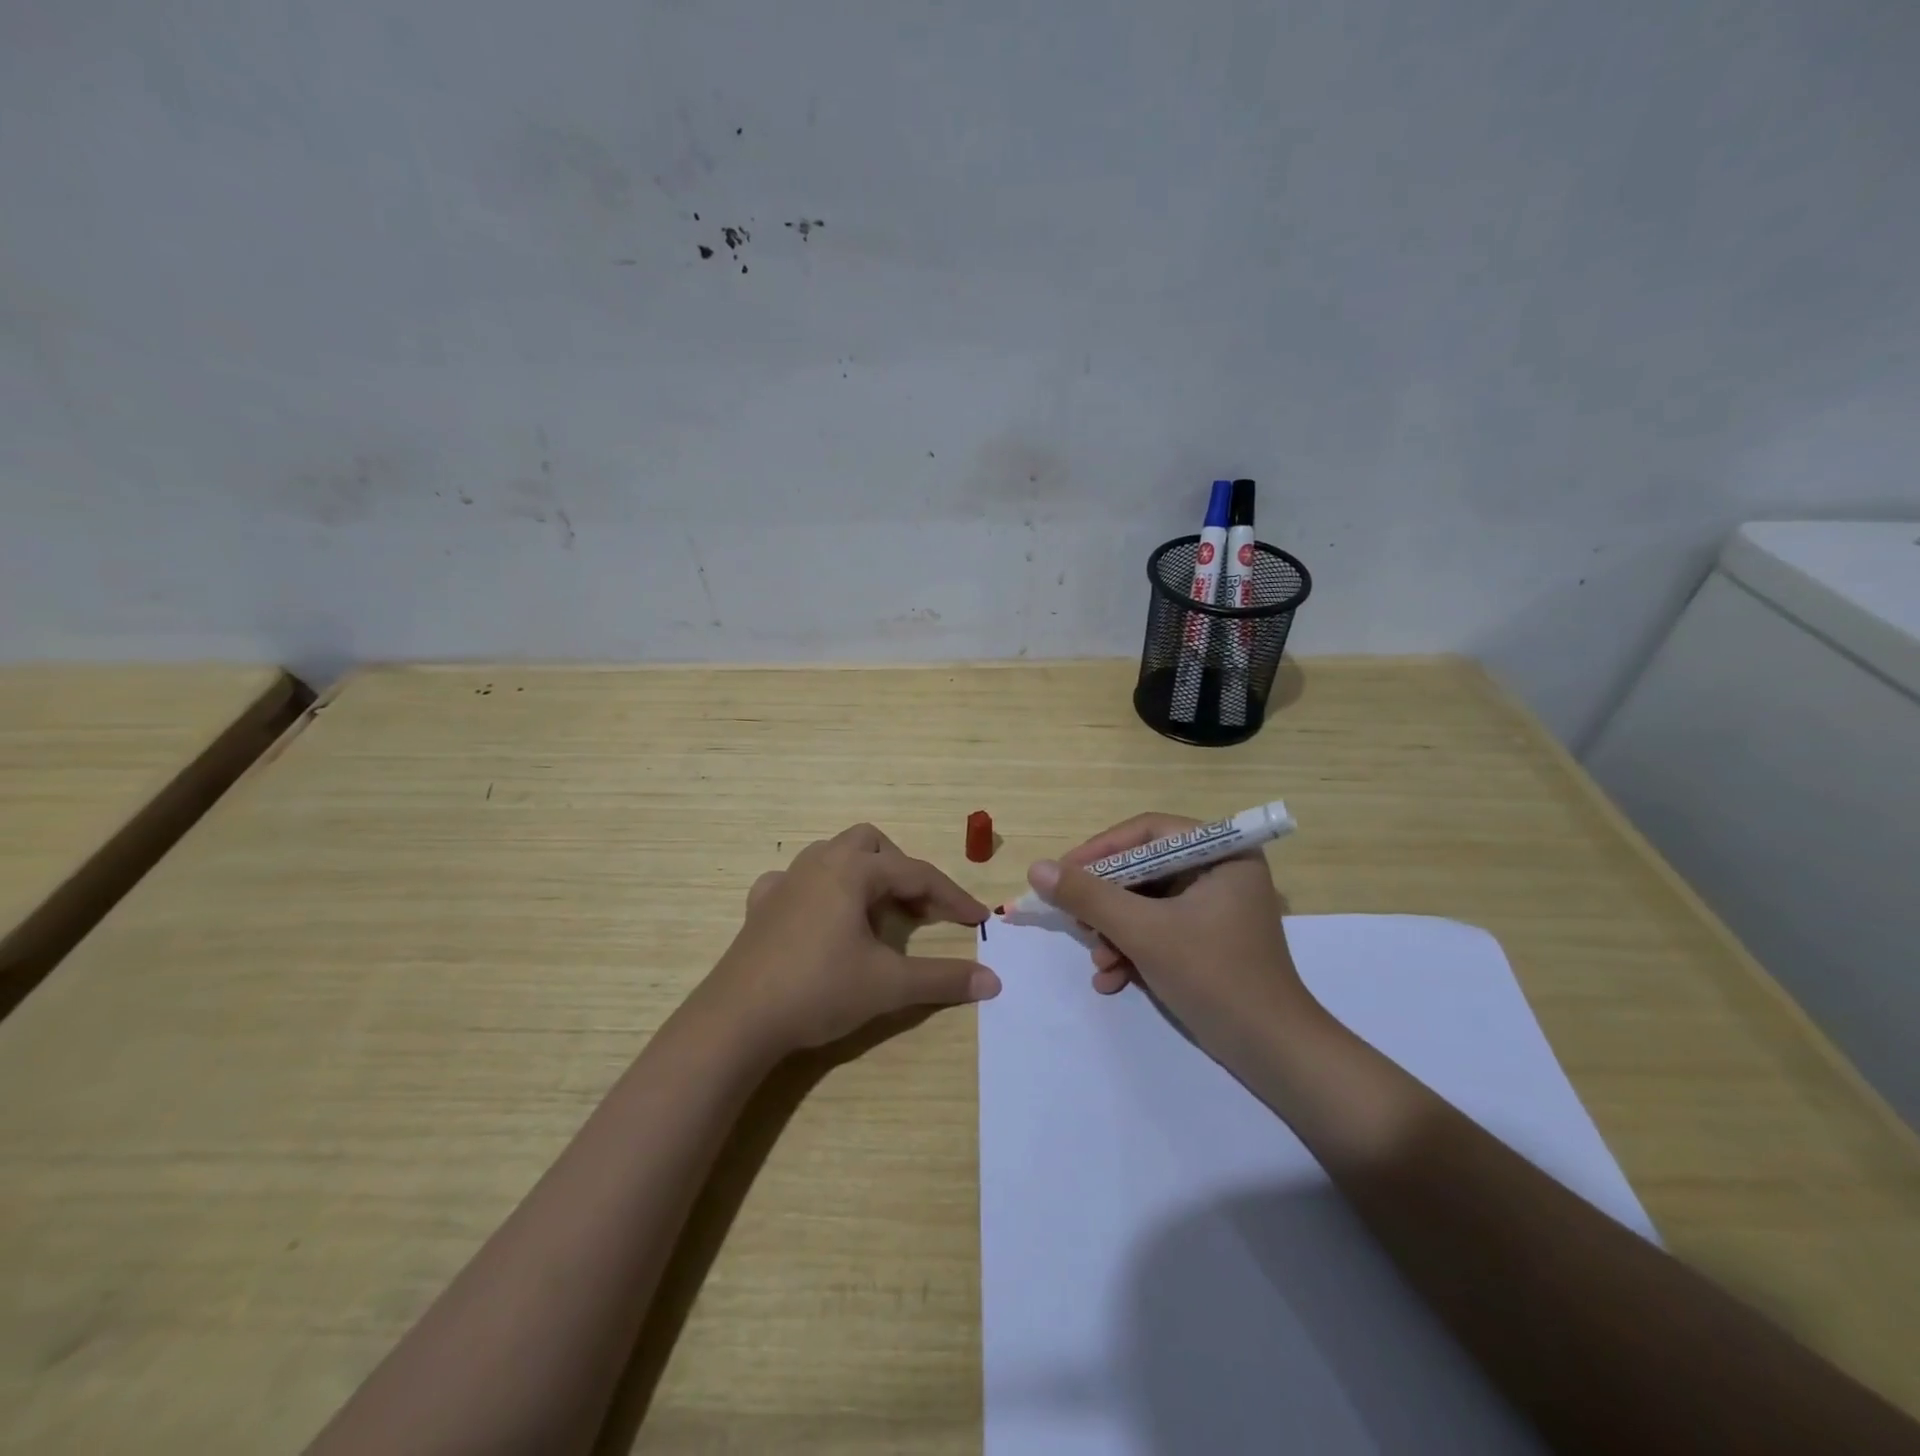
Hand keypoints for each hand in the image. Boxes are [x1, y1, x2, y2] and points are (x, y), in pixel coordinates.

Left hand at [700, 823, 996, 1056]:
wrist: (738, 1019)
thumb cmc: (819, 989)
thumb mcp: (888, 985)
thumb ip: (942, 978)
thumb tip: (993, 981)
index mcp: (853, 870)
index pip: (917, 874)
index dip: (953, 897)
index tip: (979, 920)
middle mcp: (819, 862)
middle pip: (871, 844)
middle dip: (901, 870)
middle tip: (918, 910)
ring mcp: (785, 881)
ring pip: (833, 855)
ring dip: (862, 875)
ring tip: (874, 914)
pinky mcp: (761, 905)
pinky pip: (796, 881)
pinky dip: (818, 891)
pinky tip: (820, 919)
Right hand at [1027, 813, 1321, 1058]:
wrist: (1272, 1053)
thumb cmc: (1214, 977)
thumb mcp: (1143, 932)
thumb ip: (1088, 896)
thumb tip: (1036, 868)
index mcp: (1222, 853)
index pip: (1147, 833)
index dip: (1100, 850)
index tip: (1062, 873)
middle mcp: (1220, 871)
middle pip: (1143, 870)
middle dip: (1106, 903)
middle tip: (1077, 923)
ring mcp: (1215, 907)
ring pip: (1145, 903)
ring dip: (1115, 932)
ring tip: (1100, 962)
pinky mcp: (1207, 938)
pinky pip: (1158, 928)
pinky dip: (1133, 949)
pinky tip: (1112, 979)